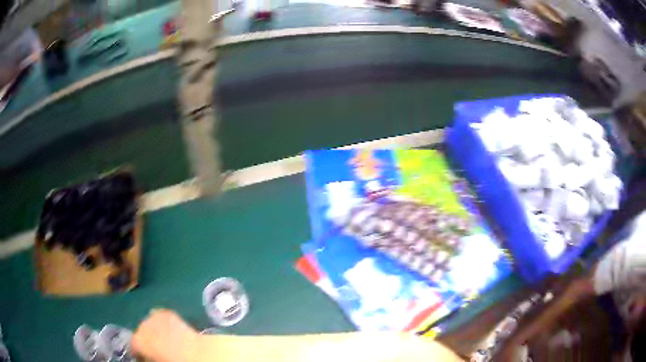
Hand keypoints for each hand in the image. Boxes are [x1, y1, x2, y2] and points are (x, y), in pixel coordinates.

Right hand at [131, 309, 199, 361]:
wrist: (194, 353)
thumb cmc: (173, 361)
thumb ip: (147, 357)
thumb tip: (147, 357)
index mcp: (137, 341)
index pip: (134, 346)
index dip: (140, 352)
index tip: (146, 356)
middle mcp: (141, 326)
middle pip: (141, 332)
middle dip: (148, 339)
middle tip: (159, 348)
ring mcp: (153, 317)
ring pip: (150, 323)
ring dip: (155, 329)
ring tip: (166, 338)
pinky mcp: (166, 312)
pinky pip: (161, 316)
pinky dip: (164, 321)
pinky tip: (172, 328)